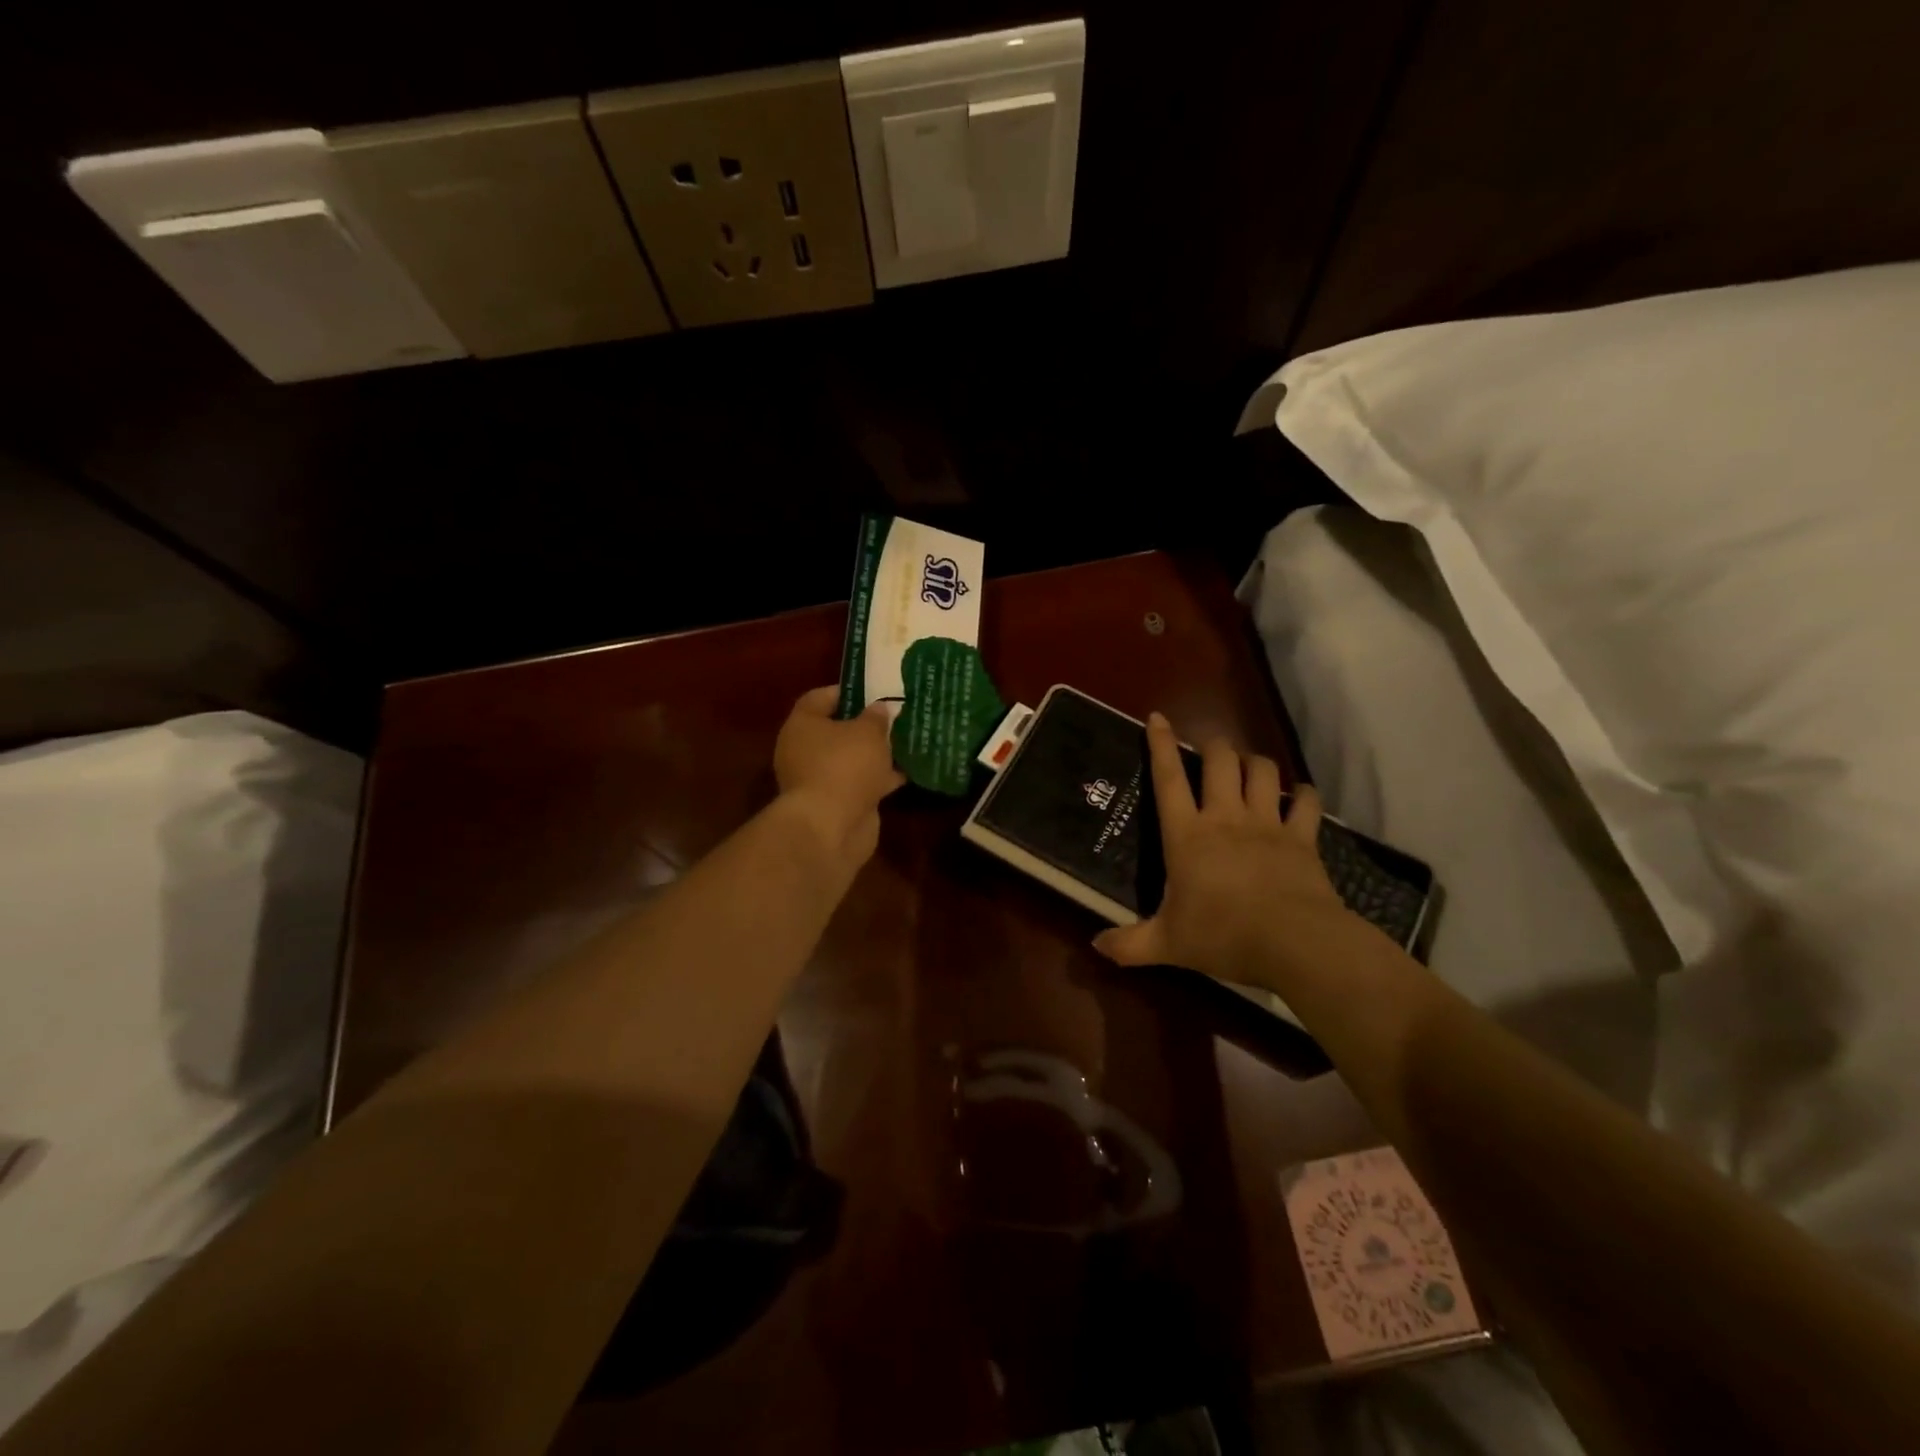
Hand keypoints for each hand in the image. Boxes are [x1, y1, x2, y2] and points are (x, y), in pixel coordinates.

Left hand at [773, 687, 904, 867]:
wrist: (831, 827)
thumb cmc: (844, 766)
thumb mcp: (867, 732)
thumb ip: (875, 718)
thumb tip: (878, 709)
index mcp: (802, 725)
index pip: (819, 698)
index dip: (845, 692)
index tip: (872, 691)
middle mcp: (805, 751)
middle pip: (837, 731)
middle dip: (865, 726)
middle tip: (894, 717)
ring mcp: (821, 780)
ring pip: (852, 760)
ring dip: (876, 754)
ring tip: (907, 742)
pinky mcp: (838, 805)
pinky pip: (862, 784)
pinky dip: (881, 779)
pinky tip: (908, 772)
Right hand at [1093, 712, 1349, 986]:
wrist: (1295, 942)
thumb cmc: (1222, 936)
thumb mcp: (1167, 945)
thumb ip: (1129, 944)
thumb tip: (1095, 946)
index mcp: (1187, 835)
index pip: (1168, 779)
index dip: (1161, 745)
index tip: (1157, 717)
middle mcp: (1225, 818)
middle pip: (1220, 761)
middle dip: (1214, 745)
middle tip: (1209, 748)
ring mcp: (1268, 824)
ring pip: (1262, 772)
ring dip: (1254, 762)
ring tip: (1249, 765)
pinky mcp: (1303, 838)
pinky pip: (1306, 803)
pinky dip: (1303, 794)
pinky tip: (1300, 794)